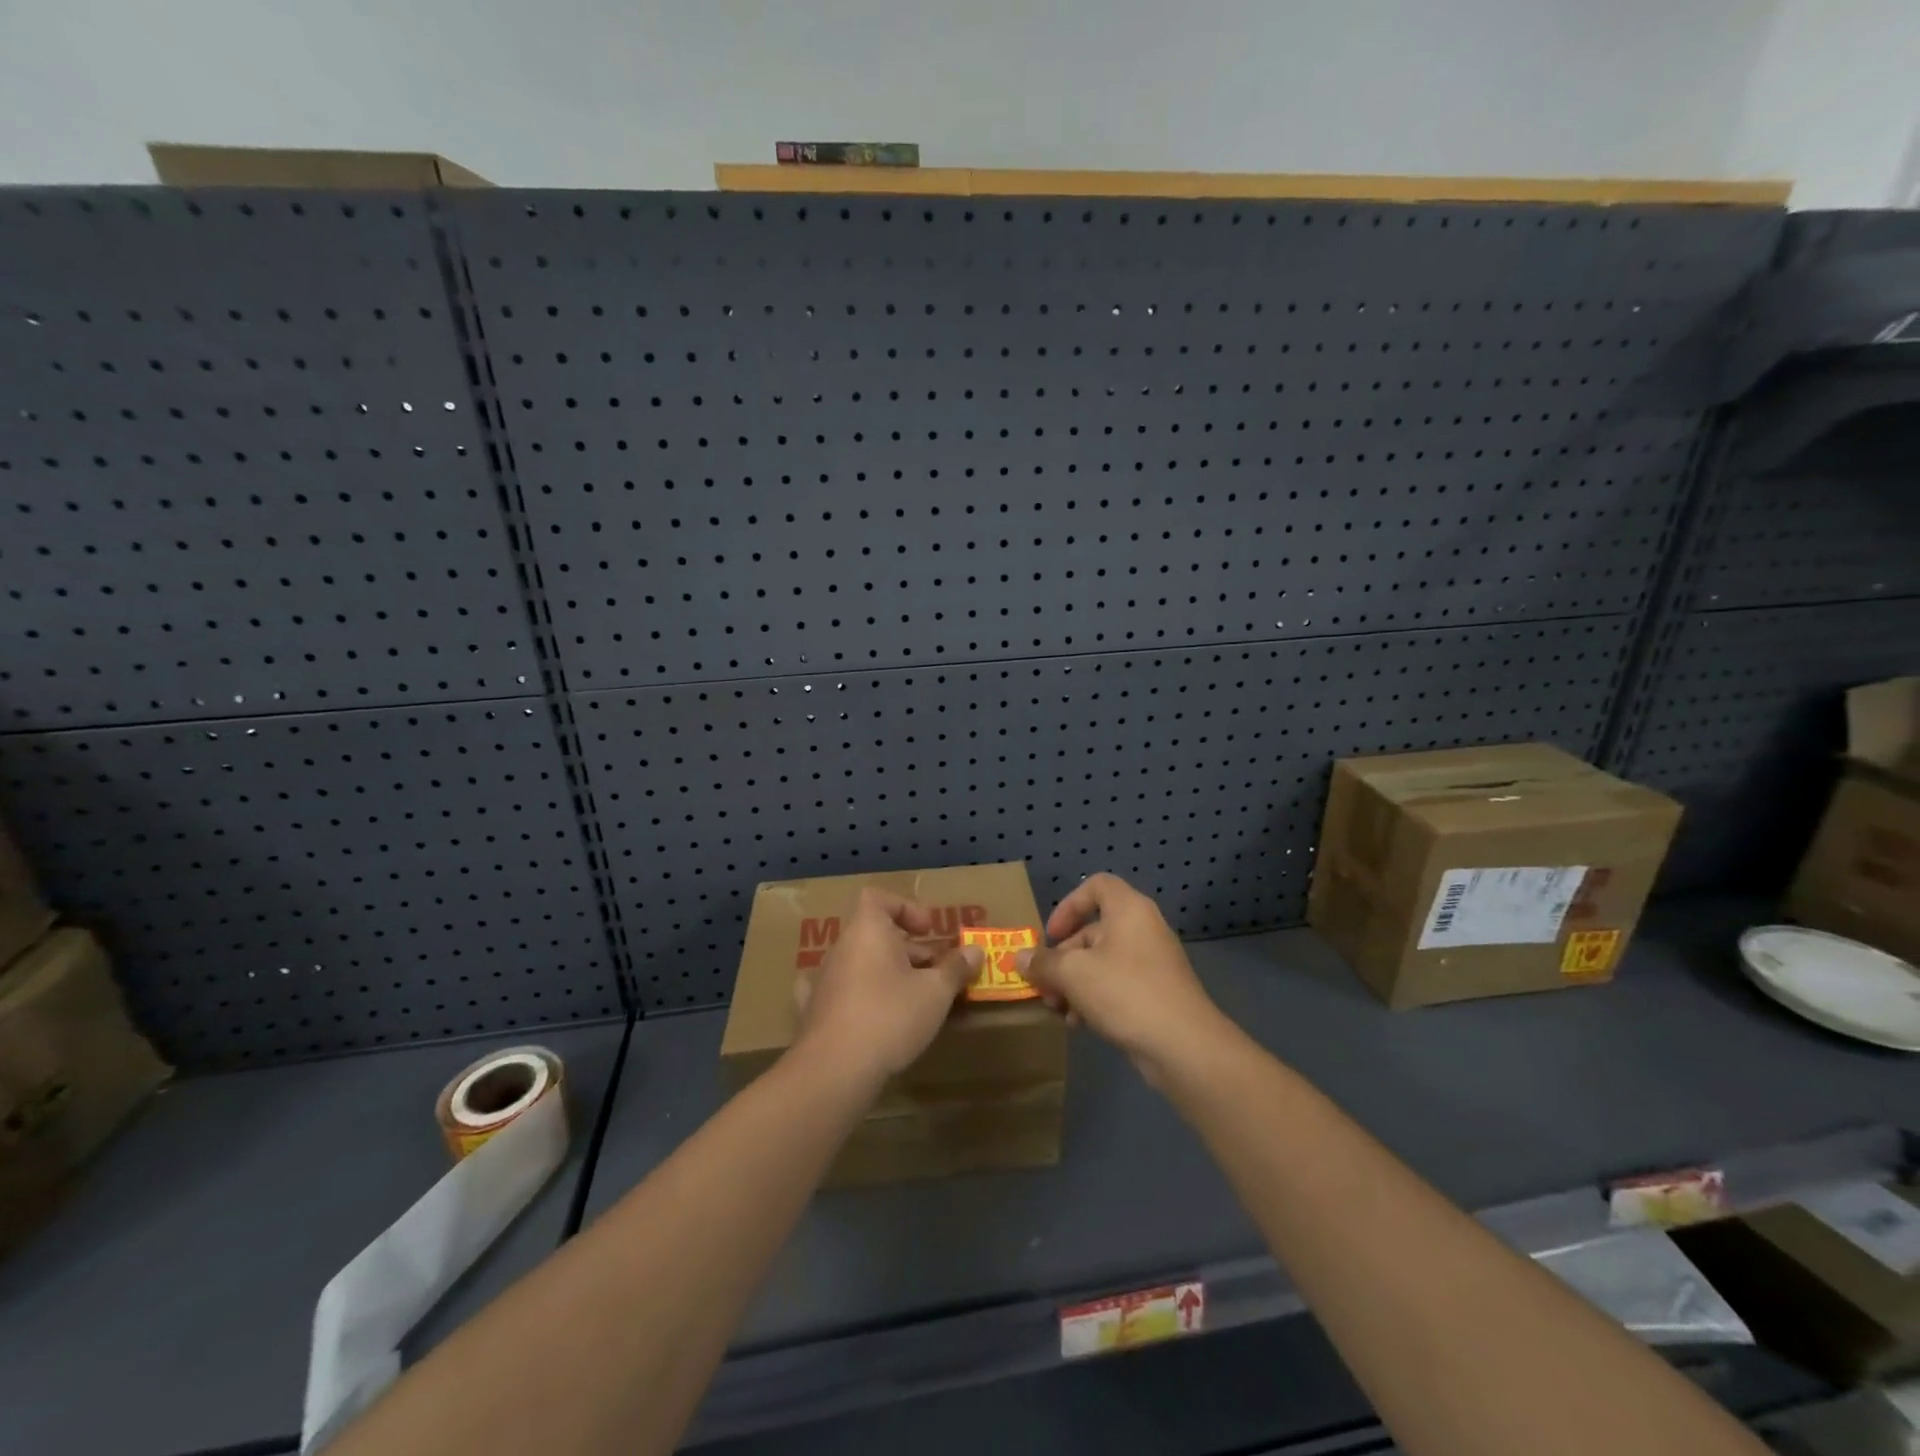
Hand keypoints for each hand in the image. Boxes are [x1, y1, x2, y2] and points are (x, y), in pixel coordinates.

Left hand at [792, 887, 981, 1087]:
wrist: (835, 1070)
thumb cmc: (890, 1016)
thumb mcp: (935, 992)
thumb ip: (955, 968)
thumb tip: (975, 951)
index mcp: (867, 931)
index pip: (878, 898)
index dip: (905, 908)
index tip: (928, 931)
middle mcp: (841, 948)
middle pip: (874, 934)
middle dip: (907, 949)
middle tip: (934, 972)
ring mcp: (823, 979)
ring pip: (859, 963)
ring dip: (885, 973)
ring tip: (913, 999)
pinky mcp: (813, 1011)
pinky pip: (836, 992)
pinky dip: (853, 995)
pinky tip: (863, 1011)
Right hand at [1019, 873, 1230, 1083]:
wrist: (1183, 1045)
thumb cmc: (1125, 992)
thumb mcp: (1073, 974)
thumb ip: (1043, 963)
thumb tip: (1018, 958)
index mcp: (1128, 910)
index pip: (1096, 886)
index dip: (1068, 905)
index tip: (1051, 935)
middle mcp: (1143, 928)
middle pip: (1093, 930)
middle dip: (1063, 958)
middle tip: (1044, 984)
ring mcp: (1153, 962)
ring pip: (1103, 962)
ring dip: (1075, 982)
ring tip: (1057, 1009)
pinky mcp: (1157, 993)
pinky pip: (1118, 984)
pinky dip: (1095, 998)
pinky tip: (1080, 1024)